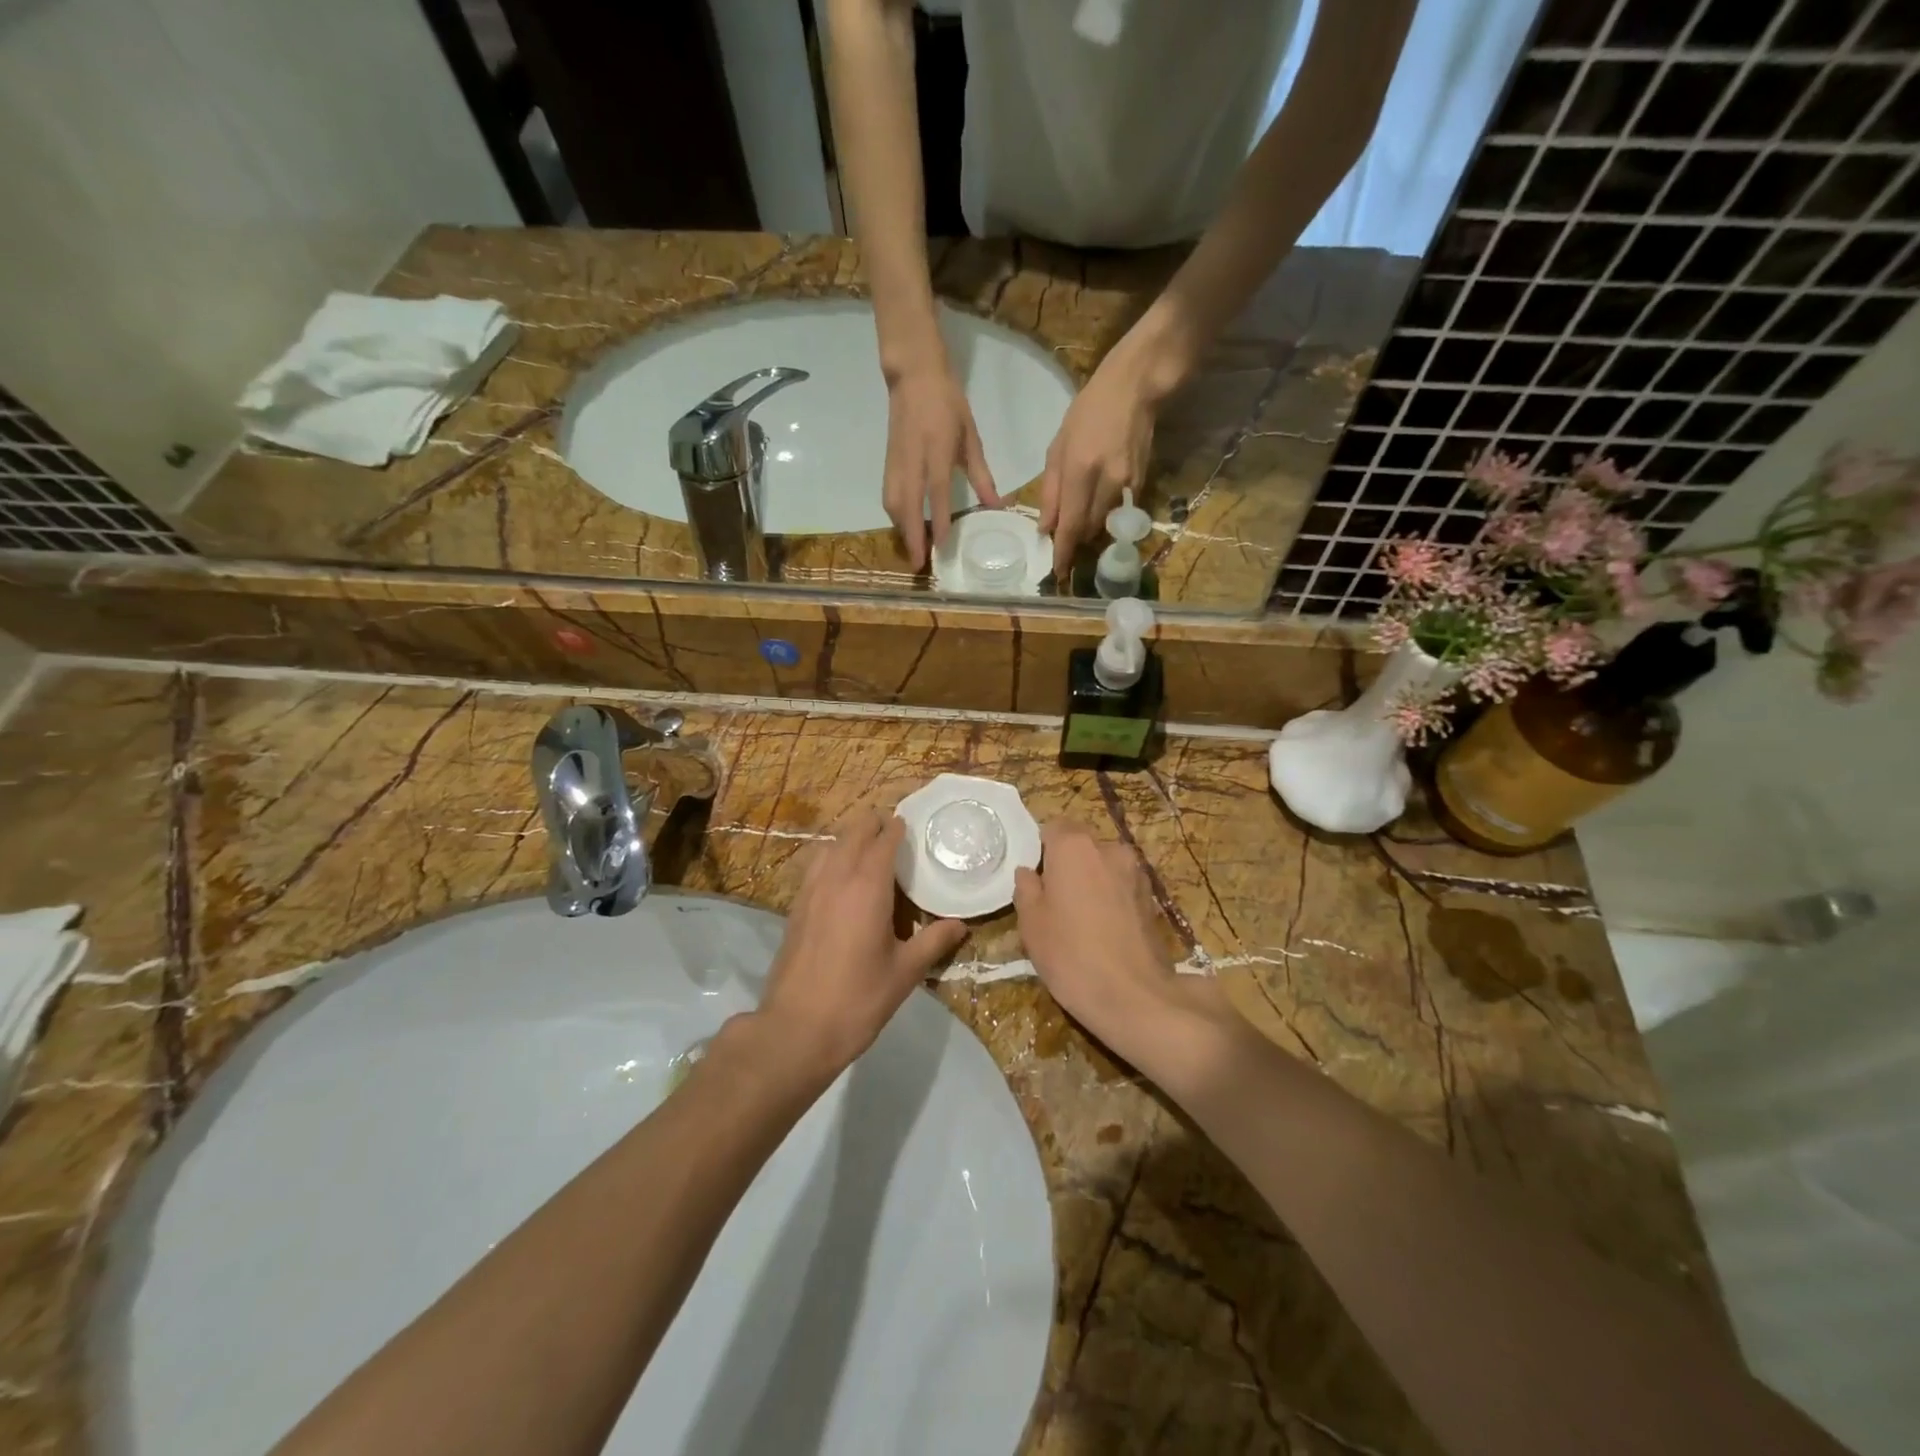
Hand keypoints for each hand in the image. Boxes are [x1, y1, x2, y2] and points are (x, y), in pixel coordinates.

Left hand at [757, 808, 966, 1077]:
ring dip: (849, 840)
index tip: (909, 825)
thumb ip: (934, 941)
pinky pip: (815, 867)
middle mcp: (836, 879)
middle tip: (893, 833)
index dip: (896, 829)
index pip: (883, 841)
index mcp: (867, 887)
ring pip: (830, 847)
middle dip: (872, 826)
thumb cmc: (858, 998)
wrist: (797, 1029)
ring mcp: (810, 891)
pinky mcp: (795, 908)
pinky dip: (831, 859)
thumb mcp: (905, 972)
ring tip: (868, 852)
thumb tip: (961, 924)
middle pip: (853, 834)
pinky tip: (841, 880)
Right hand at [884, 364, 1000, 568]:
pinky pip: (889, 495)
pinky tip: (904, 528)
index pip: (936, 491)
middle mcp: (913, 459)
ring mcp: (896, 461)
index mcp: (937, 449)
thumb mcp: (970, 437)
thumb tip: (997, 506)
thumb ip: (981, 474)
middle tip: (919, 564)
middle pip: (907, 505)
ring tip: (913, 551)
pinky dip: (895, 516)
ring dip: (901, 530)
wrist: (914, 376)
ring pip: (893, 503)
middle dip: (912, 536)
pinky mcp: (888, 462)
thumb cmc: (948, 403)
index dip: (937, 520)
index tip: (940, 546)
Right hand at [1013, 822, 1229, 1069]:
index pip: (1053, 826)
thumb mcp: (1031, 923)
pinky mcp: (1152, 898)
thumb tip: (1028, 872)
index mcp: (1074, 846)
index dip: (1041, 848)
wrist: (1134, 996)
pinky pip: (1121, 886)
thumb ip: (1026, 888)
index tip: (1034, 876)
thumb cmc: (1070, 954)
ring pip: (1103, 865)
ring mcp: (1136, 872)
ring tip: (1079, 917)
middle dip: (1067, 863)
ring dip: (1091, 881)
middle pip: (1081, 844)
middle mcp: (1109, 848)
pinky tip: (1103, 929)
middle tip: (1053, 898)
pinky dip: (1110, 897)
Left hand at [1040, 343, 1160, 580]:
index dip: (1063, 552)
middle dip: (1074, 544)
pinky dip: (1106, 518)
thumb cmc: (1088, 411)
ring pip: (1105, 524)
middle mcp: (1106, 481)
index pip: (1070, 524)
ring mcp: (1128, 483)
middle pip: (1088, 530)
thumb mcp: (1057, 447)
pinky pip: (1119, 512)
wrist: (1135, 387)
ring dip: (1089, 533)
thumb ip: (1051, 491)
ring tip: (1078, 533)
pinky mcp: (1142, 482)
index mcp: (1080, 469)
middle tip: (1063, 552)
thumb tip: (1045, 528)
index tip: (1057, 572)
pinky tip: (1098, 512)